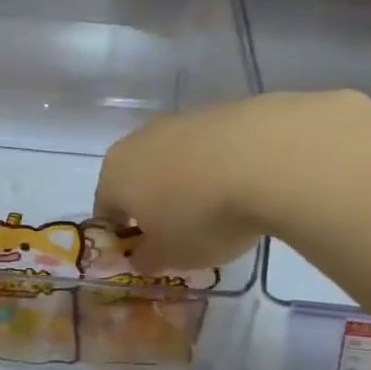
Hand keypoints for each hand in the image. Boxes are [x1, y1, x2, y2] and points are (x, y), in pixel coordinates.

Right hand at [95, 93, 360, 273]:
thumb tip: (139, 255)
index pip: (105, 210)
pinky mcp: (217, 111)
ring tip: (218, 210)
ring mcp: (178, 121)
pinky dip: (215, 167)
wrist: (265, 157)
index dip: (121, 237)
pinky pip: (206, 148)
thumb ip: (147, 258)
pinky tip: (241, 186)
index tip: (145, 255)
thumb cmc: (202, 216)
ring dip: (185, 184)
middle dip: (152, 206)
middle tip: (180, 234)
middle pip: (137, 179)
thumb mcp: (171, 254)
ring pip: (172, 160)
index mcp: (115, 175)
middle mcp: (138, 141)